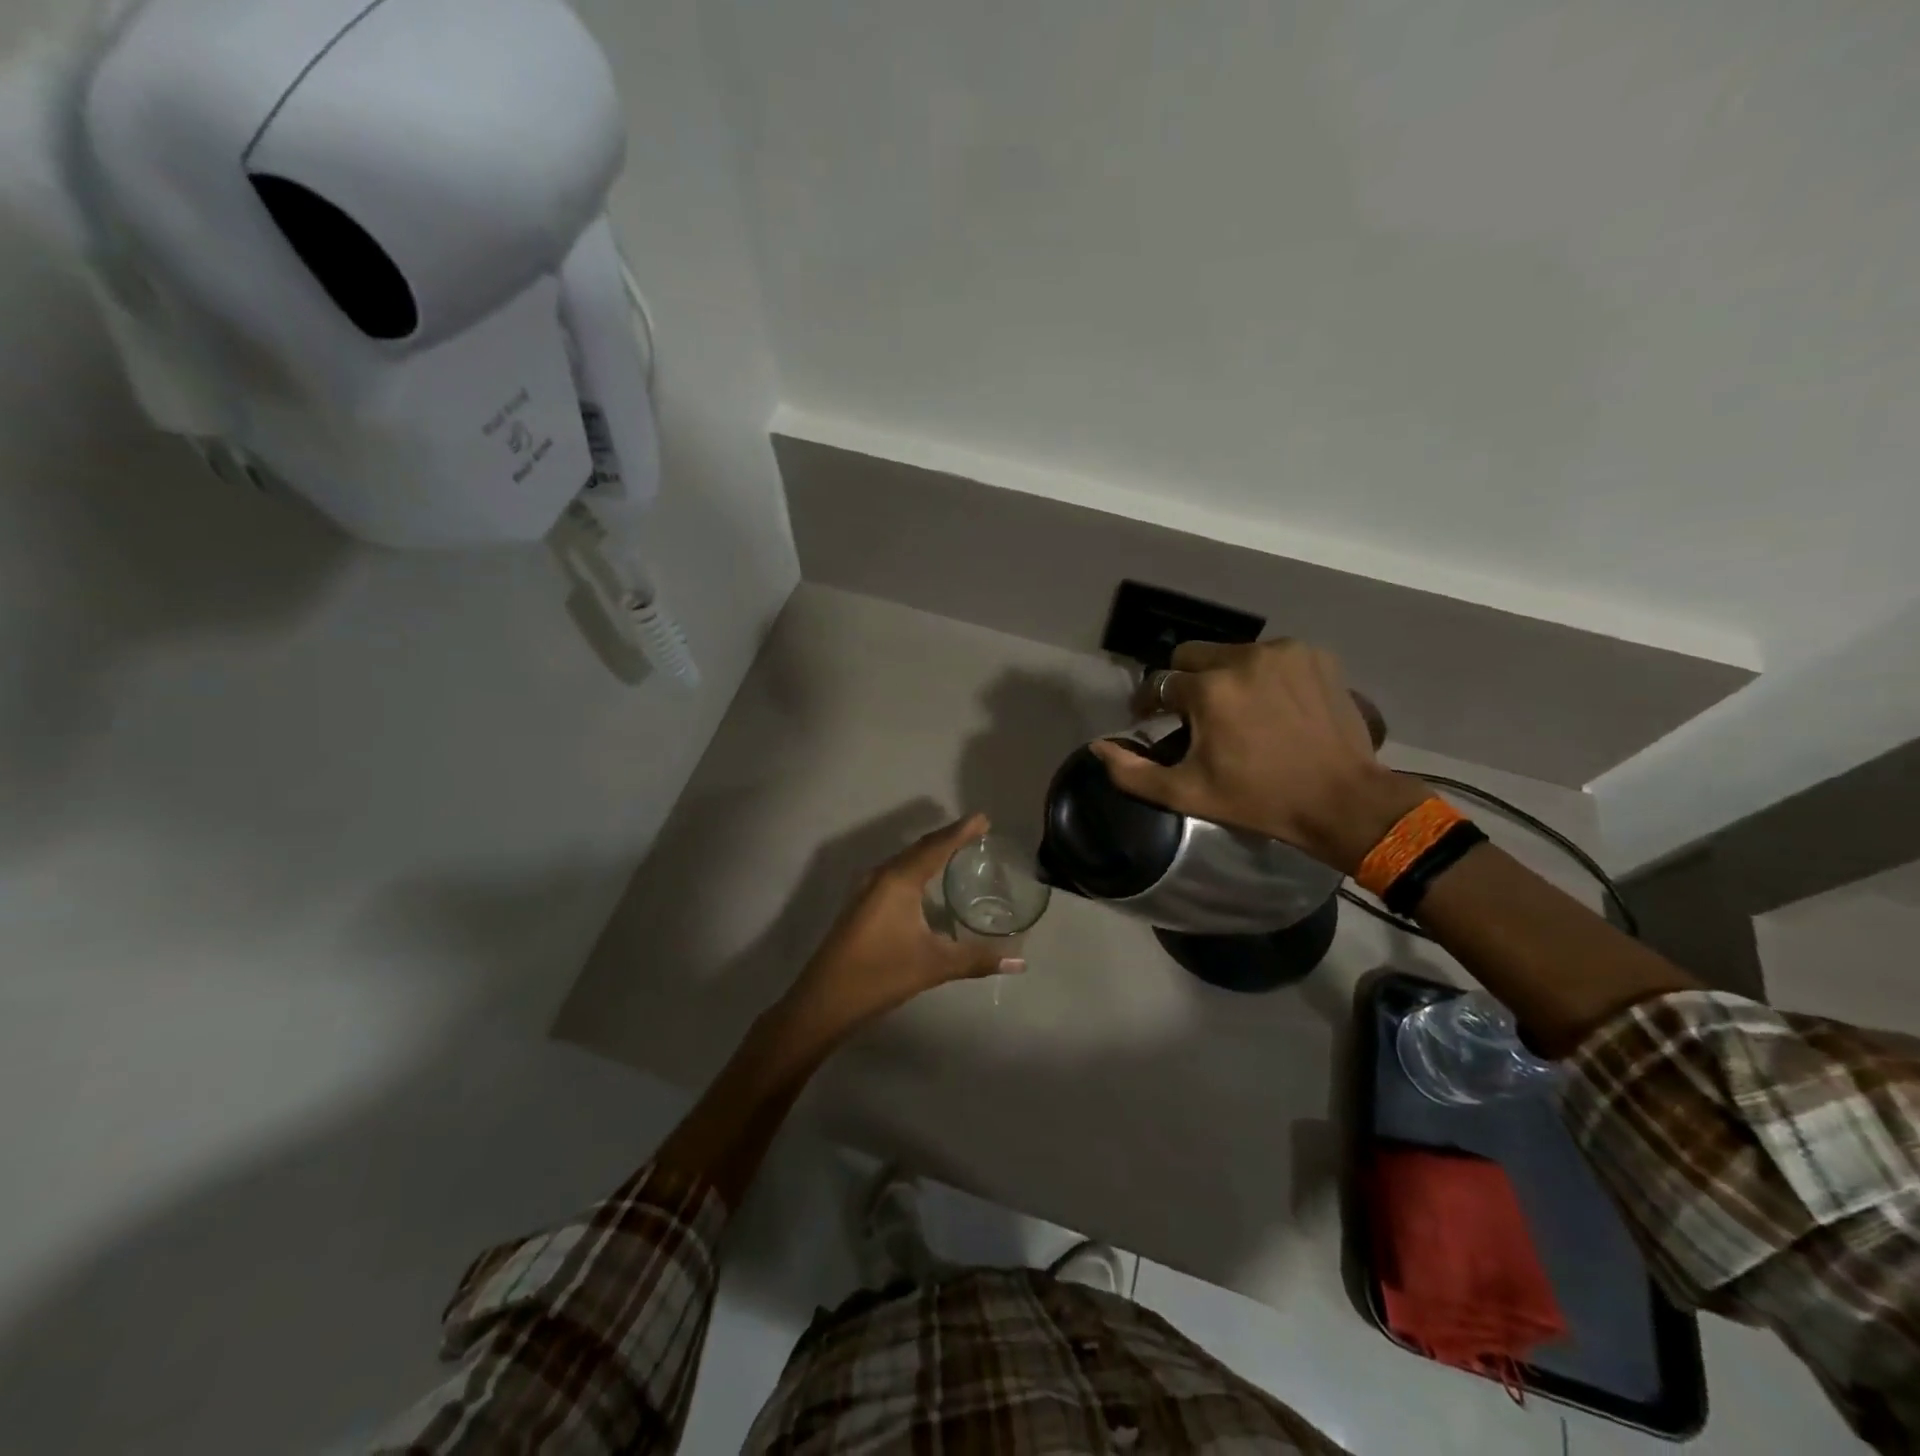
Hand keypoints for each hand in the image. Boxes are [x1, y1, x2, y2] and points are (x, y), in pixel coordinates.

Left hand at [776, 814, 1020, 1046]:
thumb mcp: (934, 965)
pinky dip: (916, 868)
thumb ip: (978, 960)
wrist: (824, 1000)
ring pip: (904, 861)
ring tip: (955, 850)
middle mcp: (881, 876)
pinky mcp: (861, 905)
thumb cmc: (881, 975)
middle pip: (919, 848)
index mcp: (899, 880)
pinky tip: (925, 882)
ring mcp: (866, 890)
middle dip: (947, 837)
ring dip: (930, 852)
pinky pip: (895, 874)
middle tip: (975, 831)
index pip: (936, 847)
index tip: (983, 818)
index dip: (961, 831)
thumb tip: (1020, 962)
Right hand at [1092, 640, 1425, 873]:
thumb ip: (1132, 772)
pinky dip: (1265, 674)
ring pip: (1233, 653)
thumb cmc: (1259, 799)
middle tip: (1197, 715)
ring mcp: (1284, 652)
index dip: (1151, 704)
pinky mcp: (1316, 656)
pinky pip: (1273, 655)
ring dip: (1226, 677)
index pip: (1161, 683)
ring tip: (1239, 711)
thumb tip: (1098, 747)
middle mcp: (1243, 657)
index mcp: (1209, 689)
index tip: (1154, 721)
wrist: (1342, 800)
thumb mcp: (1187, 794)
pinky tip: (1275, 705)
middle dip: (1186, 682)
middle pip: (1193, 655)